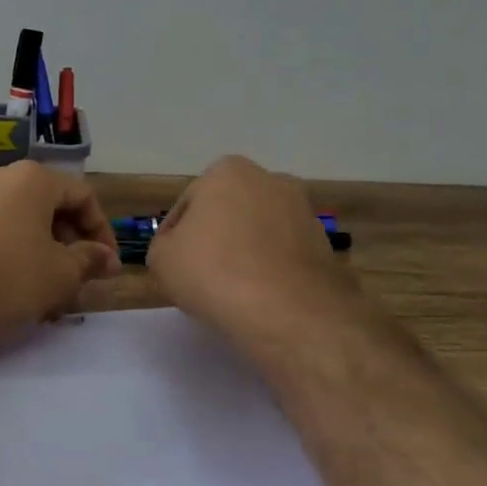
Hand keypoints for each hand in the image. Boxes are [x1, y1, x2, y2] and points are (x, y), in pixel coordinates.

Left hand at [0, 160, 120, 354]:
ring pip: (17, 219)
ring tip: (45, 290)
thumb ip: (89, 260)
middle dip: (68, 242)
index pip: (81, 195)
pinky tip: (10, 286)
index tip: (106, 264)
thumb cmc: (6, 279)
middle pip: (47, 204)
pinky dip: (8, 250)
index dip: (101, 230)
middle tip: (77, 278)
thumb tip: (107, 258)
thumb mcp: (60, 274)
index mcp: (31, 178)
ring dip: (39, 250)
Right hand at [147, 155, 358, 338]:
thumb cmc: (215, 273)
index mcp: (228, 172)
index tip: (175, 265)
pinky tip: (262, 298)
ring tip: (234, 291)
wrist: (289, 313)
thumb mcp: (161, 260)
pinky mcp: (325, 245)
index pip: (189, 205)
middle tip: (202, 276)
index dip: (176, 237)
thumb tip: (180, 249)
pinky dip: (273, 271)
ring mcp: (303, 212)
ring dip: (247, 253)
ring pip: (260, 233)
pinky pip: (285, 256)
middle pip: (229, 213)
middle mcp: (270, 180)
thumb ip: (164, 245)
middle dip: (217, 238)